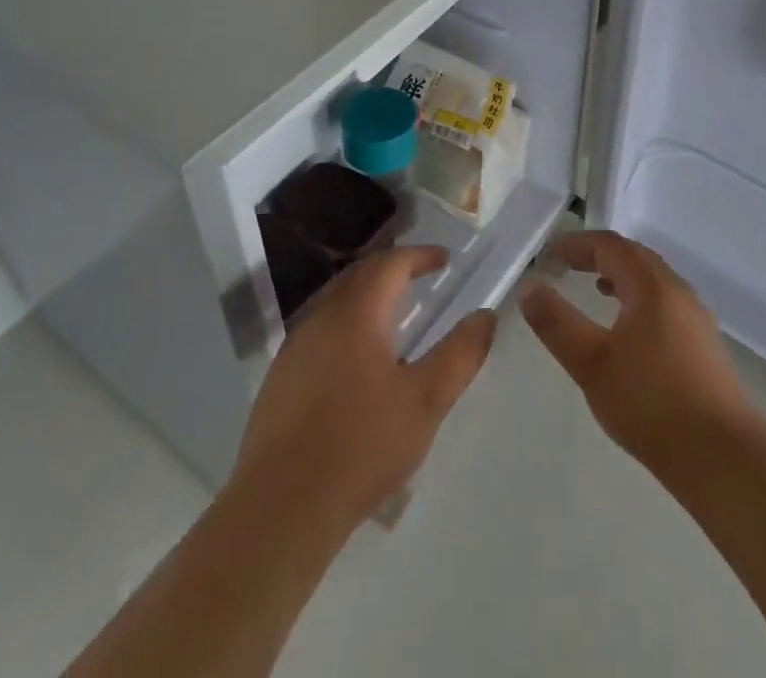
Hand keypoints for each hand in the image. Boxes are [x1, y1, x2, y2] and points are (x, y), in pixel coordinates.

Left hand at [230, 245, 496, 536]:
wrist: (282, 508)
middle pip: (359, 276)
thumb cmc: (362, 446)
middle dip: (391, 269)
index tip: (444, 259)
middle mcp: (321, 317)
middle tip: (419, 276)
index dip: (419, 256)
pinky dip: (346, 324)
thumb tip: (485, 316)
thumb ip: (460, 354)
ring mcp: (294, 347)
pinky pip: (319, 331)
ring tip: (393, 312)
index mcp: (356, 313)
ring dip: (366, 296)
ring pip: (335, 302)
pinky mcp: (280, 378)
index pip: (390, 264)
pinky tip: (357, 358)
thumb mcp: (426, 401)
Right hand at [521, 231, 765, 479]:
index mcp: (651, 285)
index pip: (610, 245)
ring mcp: (696, 318)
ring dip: (621, 277)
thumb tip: (530, 288)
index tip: (550, 256)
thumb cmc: (652, 404)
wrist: (725, 460)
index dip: (577, 244)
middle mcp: (678, 291)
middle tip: (568, 266)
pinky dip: (639, 299)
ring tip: (596, 290)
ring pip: (653, 281)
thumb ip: (557, 323)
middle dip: (599, 255)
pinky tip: (629, 332)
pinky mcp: (705, 346)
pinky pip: (665, 303)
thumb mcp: (591, 364)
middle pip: (634, 256)